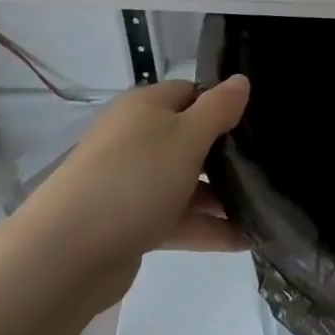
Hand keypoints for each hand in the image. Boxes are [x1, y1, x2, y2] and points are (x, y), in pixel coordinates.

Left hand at [0, 76, 251, 334]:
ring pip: (184, 182)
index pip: (192, 92)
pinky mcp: (128, 223)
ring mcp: (130, 182)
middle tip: (267, 166)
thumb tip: (240, 80)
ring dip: (220, 195)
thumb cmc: (134, 179)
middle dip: (226, 154)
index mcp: (145, 107)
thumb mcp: (187, 136)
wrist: (66, 254)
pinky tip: (244, 240)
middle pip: (189, 138)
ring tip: (264, 209)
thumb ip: (218, 108)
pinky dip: (205, 227)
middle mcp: (135, 138)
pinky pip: (175, 218)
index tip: (258, 122)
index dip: (223, 104)